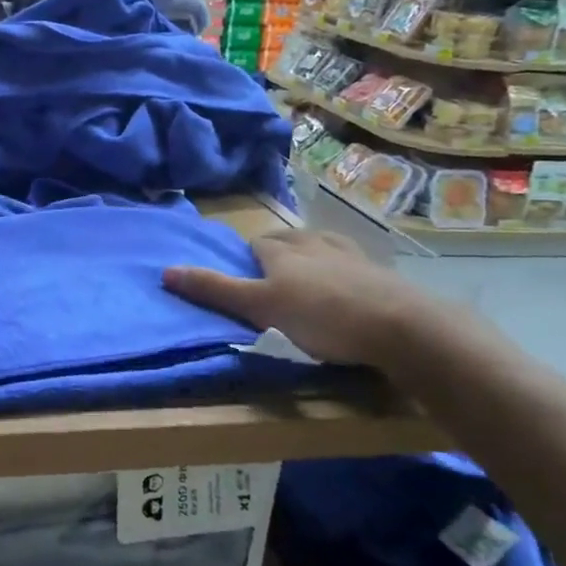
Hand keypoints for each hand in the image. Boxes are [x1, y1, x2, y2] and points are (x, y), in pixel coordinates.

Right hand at [162, 229, 470, 372]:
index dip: (248, 258)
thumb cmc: (321, 316)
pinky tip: (348, 286)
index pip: (256, 244)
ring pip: (321, 245)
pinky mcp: (381, 272)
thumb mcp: (259, 307)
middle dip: (277, 252)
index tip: (245, 277)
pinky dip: (344, 270)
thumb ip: (215, 290)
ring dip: (311, 256)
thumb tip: (165, 270)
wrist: (401, 326)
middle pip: (288, 239)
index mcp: (282, 251)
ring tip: (307, 277)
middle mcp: (314, 243)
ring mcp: (351, 255)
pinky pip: (353, 263)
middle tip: (271, 279)